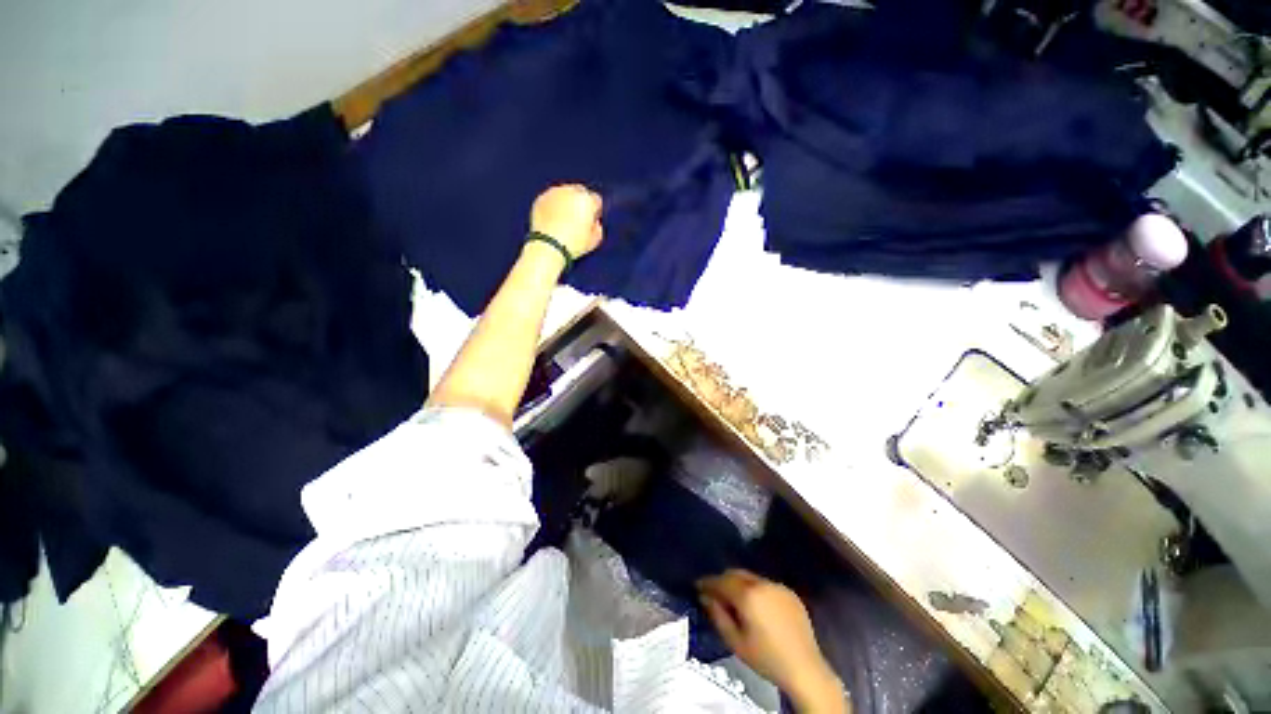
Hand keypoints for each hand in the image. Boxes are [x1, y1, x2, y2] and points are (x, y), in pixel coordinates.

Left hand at [529, 184, 603, 259]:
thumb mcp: (594, 241)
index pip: (596, 200)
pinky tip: (553, 220)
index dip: (595, 211)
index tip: (592, 220)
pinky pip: (551, 199)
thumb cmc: (574, 245)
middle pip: (580, 191)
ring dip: (566, 202)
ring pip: (564, 193)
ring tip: (564, 219)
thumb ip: (598, 228)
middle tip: (578, 218)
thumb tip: (595, 223)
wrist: (549, 246)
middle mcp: (571, 191)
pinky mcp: (541, 198)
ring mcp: (554, 193)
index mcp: (587, 200)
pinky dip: (553, 206)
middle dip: (581, 202)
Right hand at [698, 570, 846, 713]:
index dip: (707, 582)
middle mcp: (762, 583)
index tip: (697, 586)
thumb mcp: (735, 642)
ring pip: (751, 578)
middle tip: (714, 593)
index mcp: (748, 595)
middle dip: (723, 580)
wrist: (805, 669)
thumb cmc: (766, 659)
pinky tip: (757, 606)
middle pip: (736, 574)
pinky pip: (766, 585)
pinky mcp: (790, 592)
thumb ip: (717, 615)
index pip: (721, 580)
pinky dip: (756, 590)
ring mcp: (778, 586)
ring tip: (735, 600)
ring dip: (740, 584)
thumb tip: (705, 597)